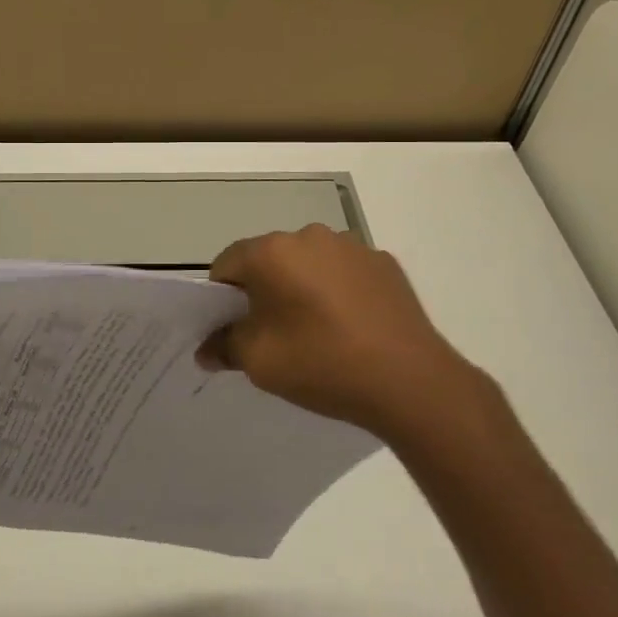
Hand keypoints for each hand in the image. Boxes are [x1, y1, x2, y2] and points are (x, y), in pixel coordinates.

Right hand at [202, 225, 492, 441]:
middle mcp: (309, 235)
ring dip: (301, 287)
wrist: (411, 381)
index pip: (226, 264)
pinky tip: (350, 327)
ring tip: (317, 332)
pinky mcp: (383, 262)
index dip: (221, 298)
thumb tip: (207, 348)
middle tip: (272, 334)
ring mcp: (351, 246)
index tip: (232, 329)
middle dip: (263, 291)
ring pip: (308, 263)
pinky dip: (337, 291)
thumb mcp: (259, 362)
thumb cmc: (322, 363)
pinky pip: (343, 272)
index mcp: (271, 252)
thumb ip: (224, 347)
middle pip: (268, 260)